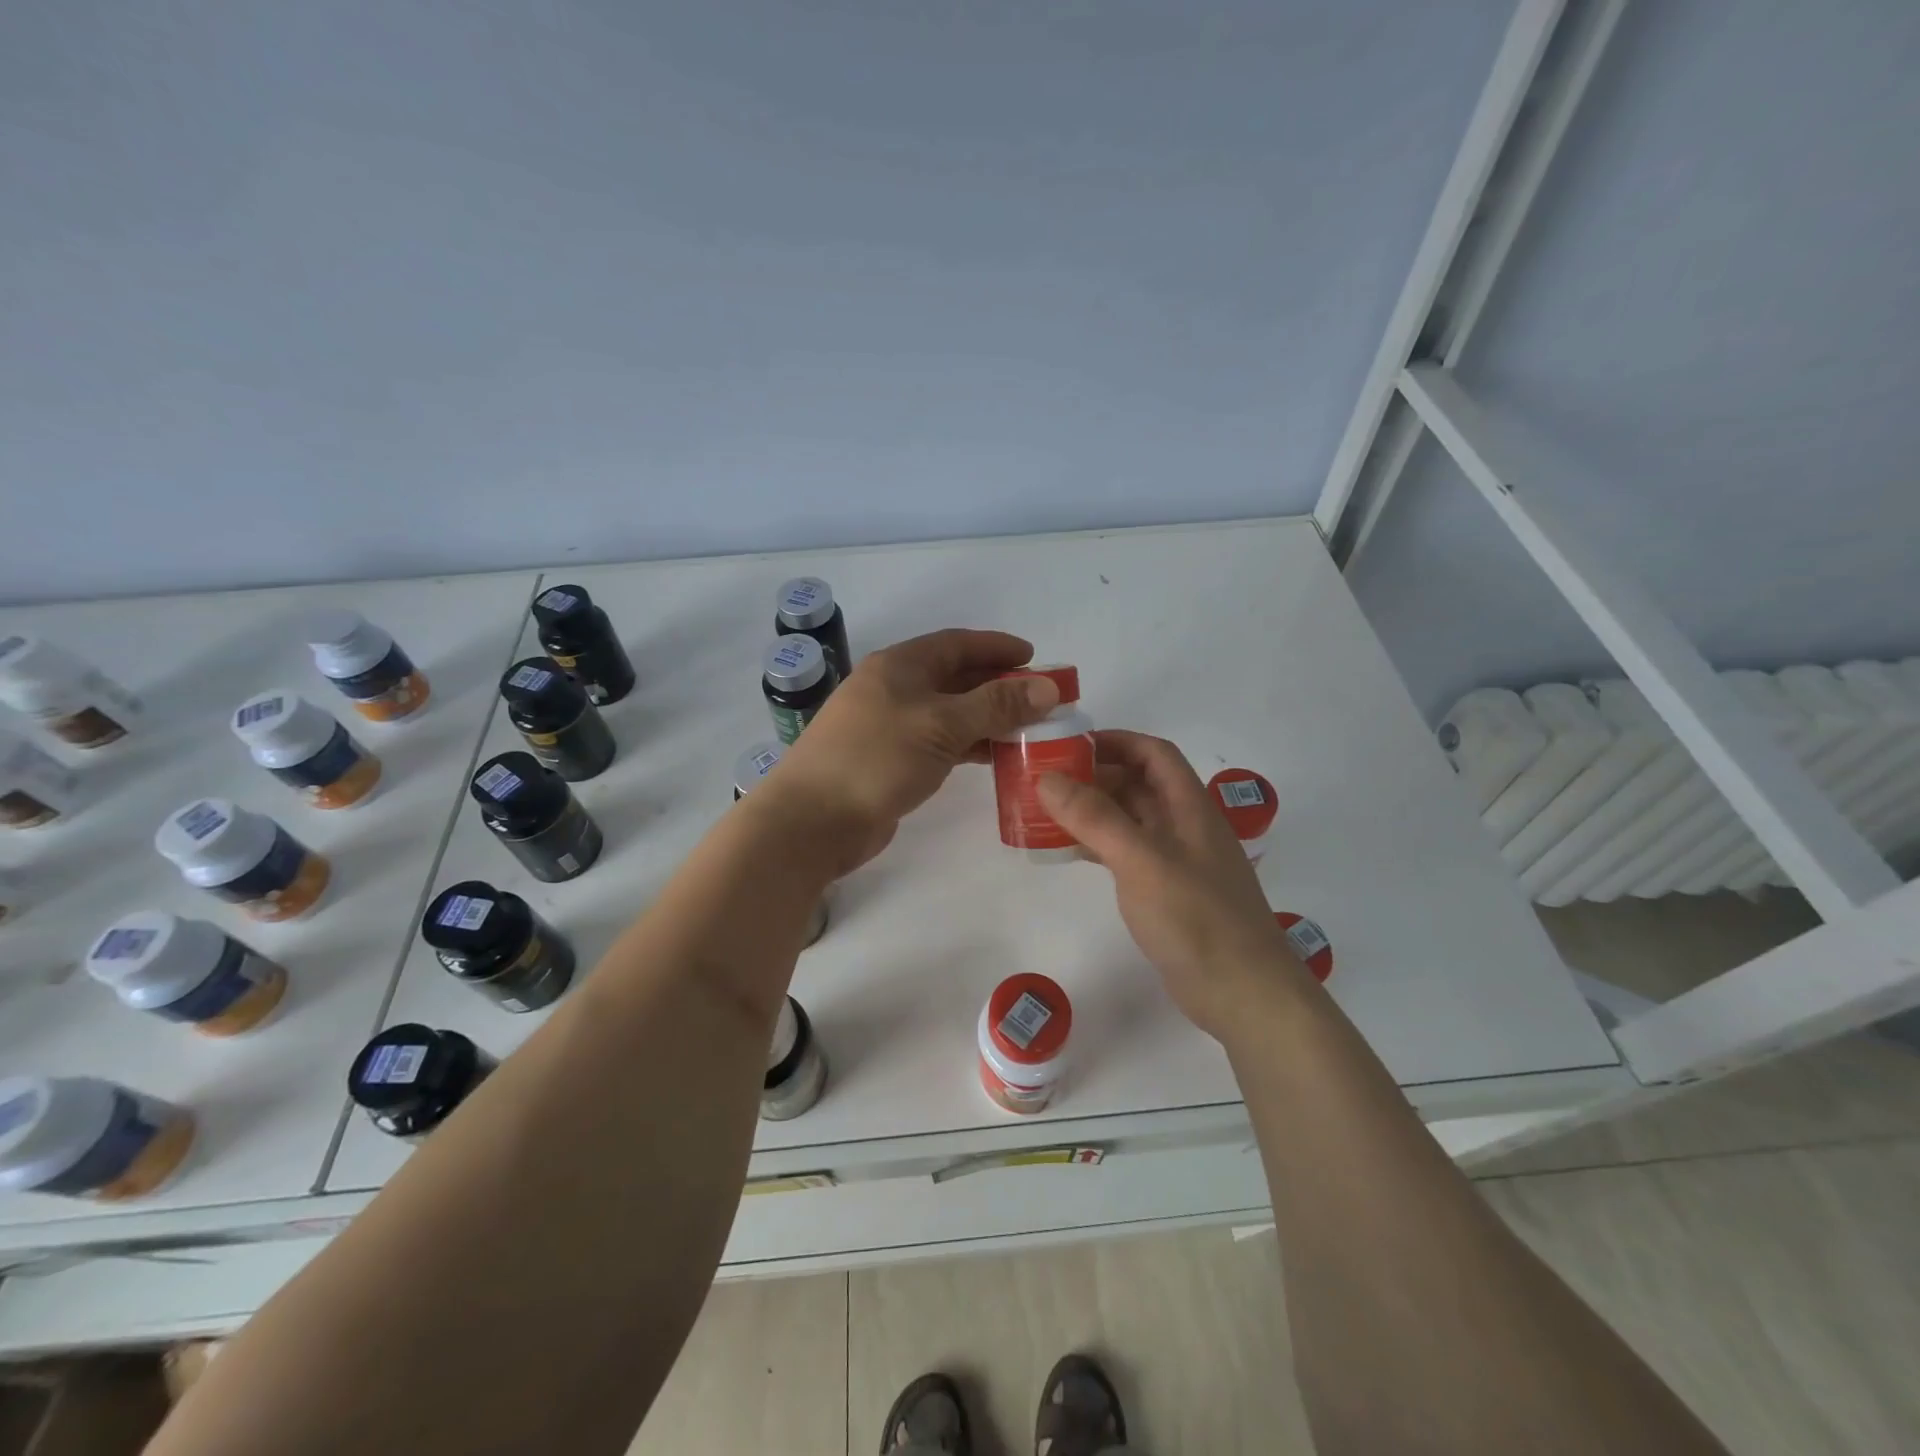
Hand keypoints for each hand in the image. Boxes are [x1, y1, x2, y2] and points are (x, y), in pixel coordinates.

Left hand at [766, 629, 1060, 875]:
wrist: (813, 820)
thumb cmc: (877, 758)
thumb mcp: (942, 725)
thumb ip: (996, 705)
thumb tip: (1048, 686)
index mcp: (900, 666)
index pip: (956, 644)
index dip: (996, 647)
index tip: (1034, 657)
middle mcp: (893, 689)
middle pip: (954, 677)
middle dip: (997, 685)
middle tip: (1039, 698)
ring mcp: (889, 726)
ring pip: (949, 713)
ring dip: (986, 718)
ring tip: (1028, 729)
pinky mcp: (890, 761)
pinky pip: (939, 743)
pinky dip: (968, 745)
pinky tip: (994, 756)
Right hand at [1037, 731, 1315, 1040]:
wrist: (1242, 993)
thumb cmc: (1197, 918)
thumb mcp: (1142, 860)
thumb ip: (1095, 817)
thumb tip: (1047, 778)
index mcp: (1189, 806)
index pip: (1154, 753)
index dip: (1115, 741)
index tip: (1069, 746)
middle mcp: (1184, 826)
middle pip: (1138, 784)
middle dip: (1094, 776)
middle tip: (1044, 781)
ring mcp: (1176, 861)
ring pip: (1129, 820)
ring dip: (1092, 811)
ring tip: (1045, 812)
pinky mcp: (1166, 892)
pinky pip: (1126, 853)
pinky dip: (1097, 845)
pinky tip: (1068, 852)